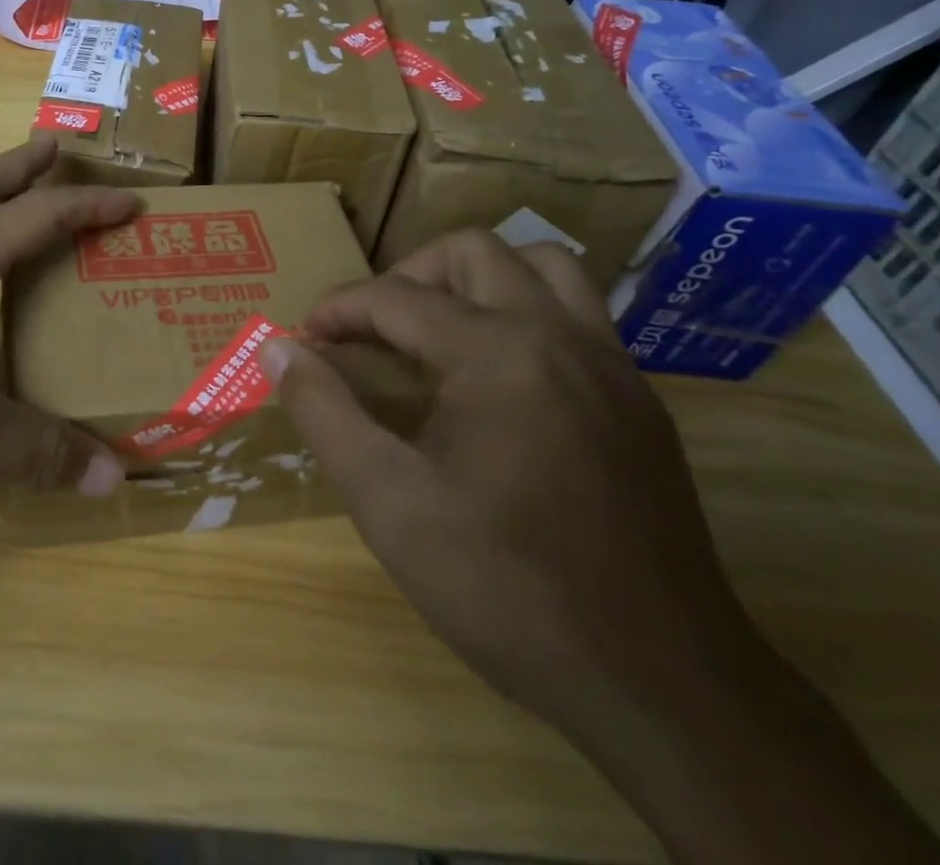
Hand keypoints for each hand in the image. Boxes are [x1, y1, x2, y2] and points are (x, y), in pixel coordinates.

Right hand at [263, 232, 939, 864]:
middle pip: (472, 252)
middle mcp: (560, 334)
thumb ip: (324, 412)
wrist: (663, 687)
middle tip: (372, 330)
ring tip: (438, 331)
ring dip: (477, 278)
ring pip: (541, 265)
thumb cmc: (507, 588)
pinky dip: (525, 311)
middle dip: (407, 276)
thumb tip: (276, 347)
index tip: (305, 341)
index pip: (395, 297)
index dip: (338, 310)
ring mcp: (612, 363)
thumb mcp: (389, 503)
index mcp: (497, 352)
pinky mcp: (639, 399)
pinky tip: (499, 376)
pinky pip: (577, 313)